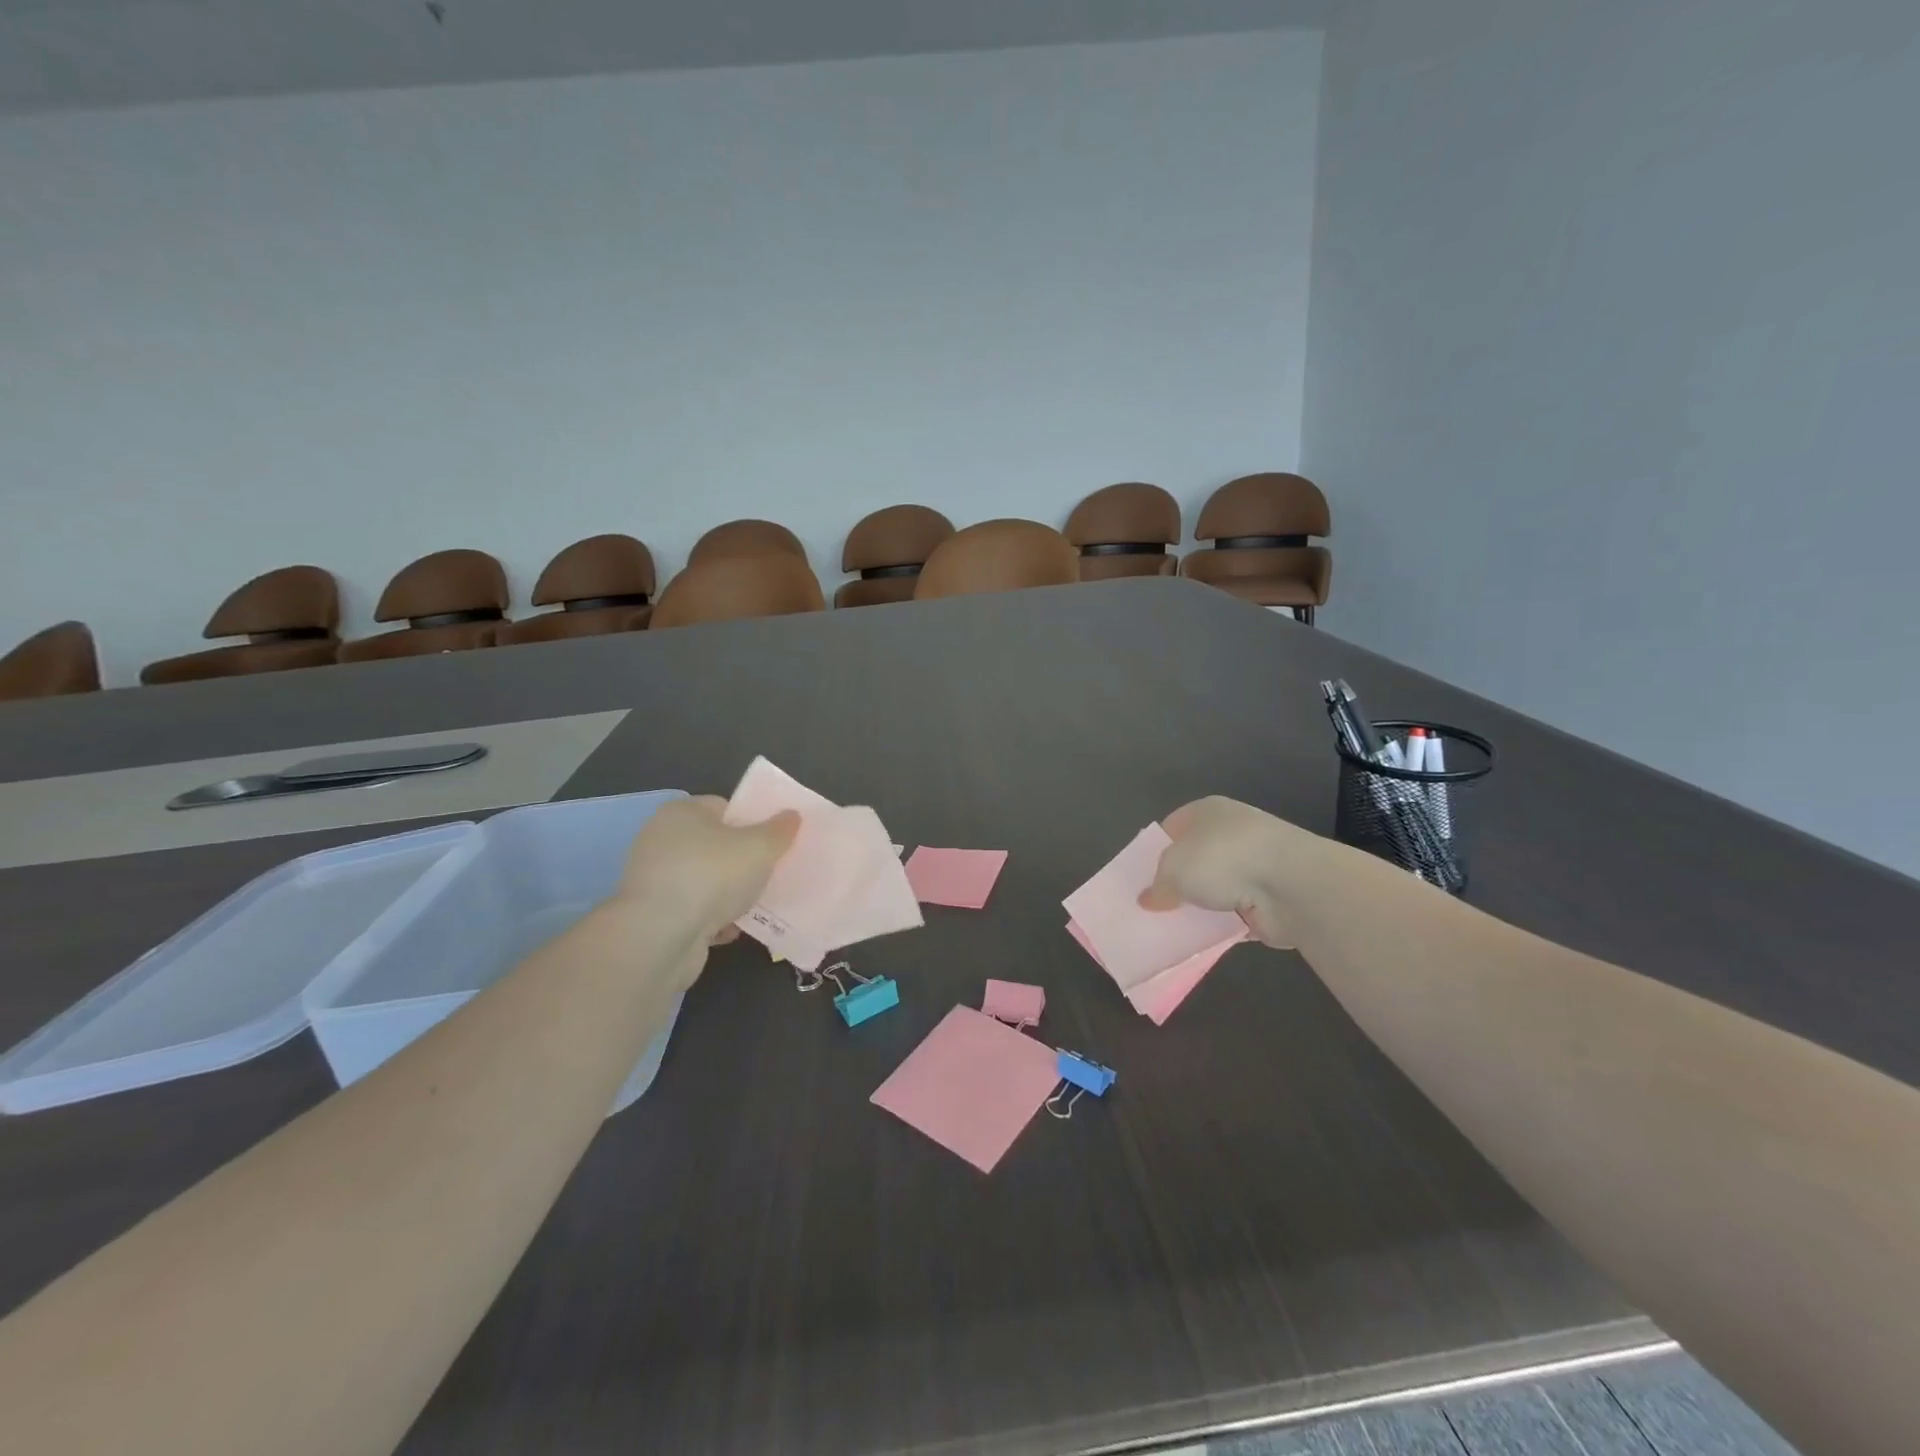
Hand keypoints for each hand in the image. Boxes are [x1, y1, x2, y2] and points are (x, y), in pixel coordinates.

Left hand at [616, 795, 799, 943]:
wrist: (660, 937)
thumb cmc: (711, 876)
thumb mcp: (760, 847)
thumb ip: (780, 830)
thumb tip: (791, 815)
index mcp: (682, 812)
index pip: (725, 807)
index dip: (752, 823)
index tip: (773, 843)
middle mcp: (661, 839)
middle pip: (715, 845)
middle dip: (743, 862)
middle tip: (770, 874)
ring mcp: (654, 879)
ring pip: (705, 881)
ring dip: (729, 894)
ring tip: (755, 905)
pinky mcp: (652, 914)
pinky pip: (693, 910)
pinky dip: (712, 919)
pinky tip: (731, 930)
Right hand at [1138, 797, 1335, 948]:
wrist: (1291, 884)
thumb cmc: (1222, 859)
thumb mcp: (1172, 869)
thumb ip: (1157, 886)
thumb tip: (1148, 900)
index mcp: (1206, 811)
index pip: (1171, 828)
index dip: (1153, 852)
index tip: (1139, 879)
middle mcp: (1231, 832)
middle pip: (1193, 859)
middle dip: (1176, 883)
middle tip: (1153, 906)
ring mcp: (1254, 864)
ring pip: (1215, 888)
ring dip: (1200, 907)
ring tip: (1171, 928)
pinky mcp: (1269, 897)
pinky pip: (1234, 914)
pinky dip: (1221, 927)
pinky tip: (1201, 940)